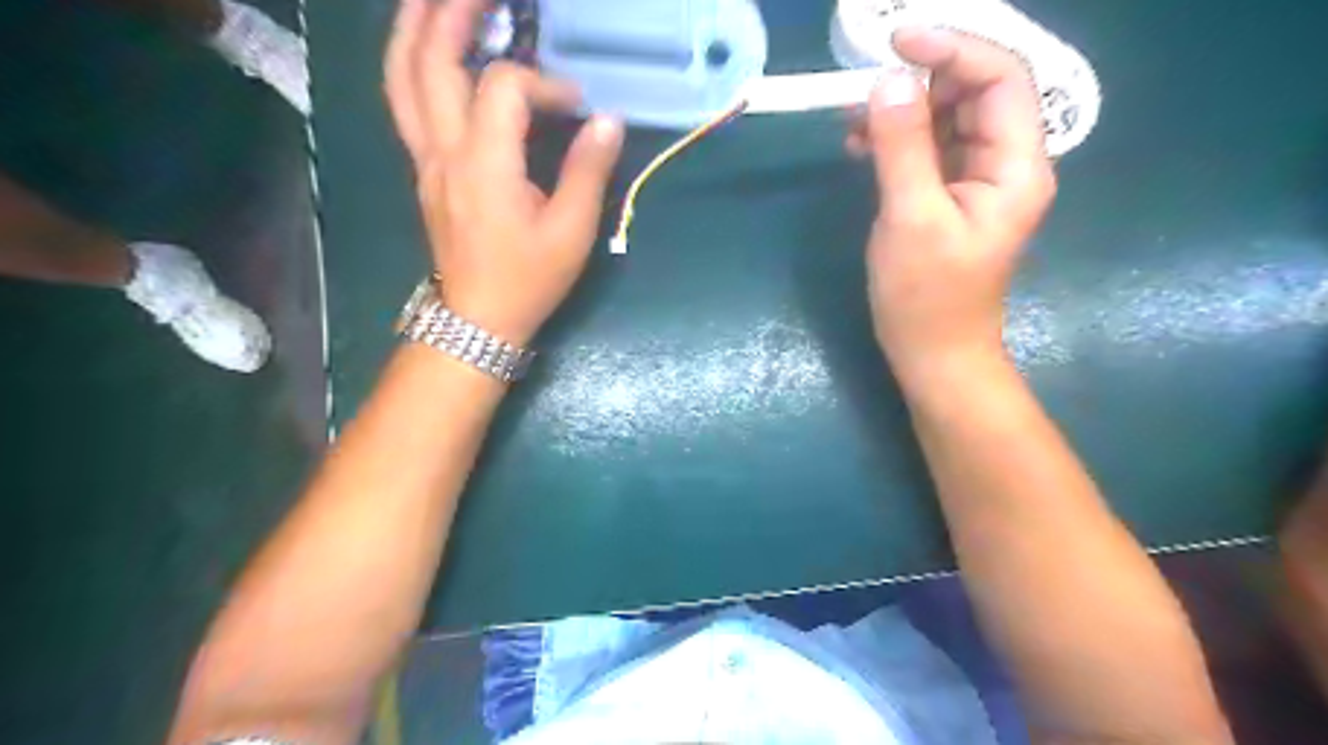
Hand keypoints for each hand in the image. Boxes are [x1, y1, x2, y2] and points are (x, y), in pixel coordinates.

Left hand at [386, 0, 623, 345]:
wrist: (478, 319)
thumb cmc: (527, 279)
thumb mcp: (571, 232)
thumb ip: (588, 171)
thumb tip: (607, 120)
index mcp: (484, 165)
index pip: (503, 88)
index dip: (545, 85)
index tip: (577, 109)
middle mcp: (443, 151)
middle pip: (430, 61)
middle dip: (451, 12)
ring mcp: (425, 159)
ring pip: (402, 76)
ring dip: (415, 27)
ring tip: (435, 0)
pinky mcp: (423, 169)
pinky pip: (404, 100)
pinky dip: (411, 62)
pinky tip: (428, 49)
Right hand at [863, 26, 1058, 381]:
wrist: (933, 352)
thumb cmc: (927, 296)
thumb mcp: (911, 217)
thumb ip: (902, 146)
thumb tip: (887, 81)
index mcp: (1017, 166)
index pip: (1001, 78)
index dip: (954, 48)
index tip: (897, 42)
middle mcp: (1006, 163)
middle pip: (976, 92)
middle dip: (922, 80)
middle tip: (866, 87)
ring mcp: (977, 179)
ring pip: (948, 118)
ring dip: (903, 111)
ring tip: (854, 123)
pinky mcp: (949, 195)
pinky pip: (929, 148)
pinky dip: (896, 139)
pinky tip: (861, 146)